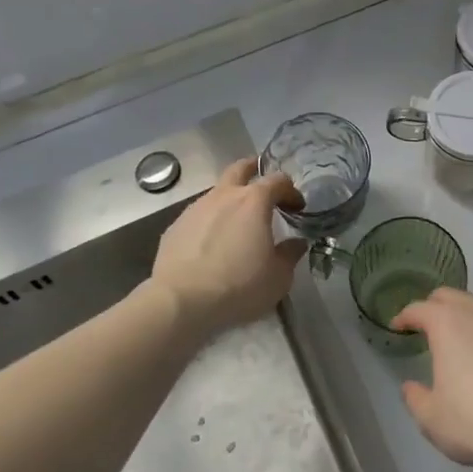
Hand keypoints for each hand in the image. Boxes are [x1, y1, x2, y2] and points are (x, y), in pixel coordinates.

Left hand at [152, 159, 303, 336]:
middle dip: (253, 170)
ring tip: (236, 223)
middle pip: (240, 168)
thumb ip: (290, 254)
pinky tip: (210, 245)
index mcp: (254, 201)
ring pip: (216, 193)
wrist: (180, 302)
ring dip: (229, 200)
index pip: (278, 181)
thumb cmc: (238, 286)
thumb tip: (296, 243)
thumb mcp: (278, 277)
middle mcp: (224, 196)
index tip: (297, 208)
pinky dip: (209, 222)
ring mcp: (195, 209)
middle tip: (263, 184)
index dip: (291, 191)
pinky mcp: (175, 227)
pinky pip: (198, 216)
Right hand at [391, 288, 472, 471]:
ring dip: (466, 314)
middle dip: (434, 306)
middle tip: (427, 324)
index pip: (418, 308)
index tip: (398, 326)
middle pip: (450, 296)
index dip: (405, 316)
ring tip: (462, 336)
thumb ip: (415, 398)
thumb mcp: (432, 419)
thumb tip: (410, 387)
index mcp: (446, 324)